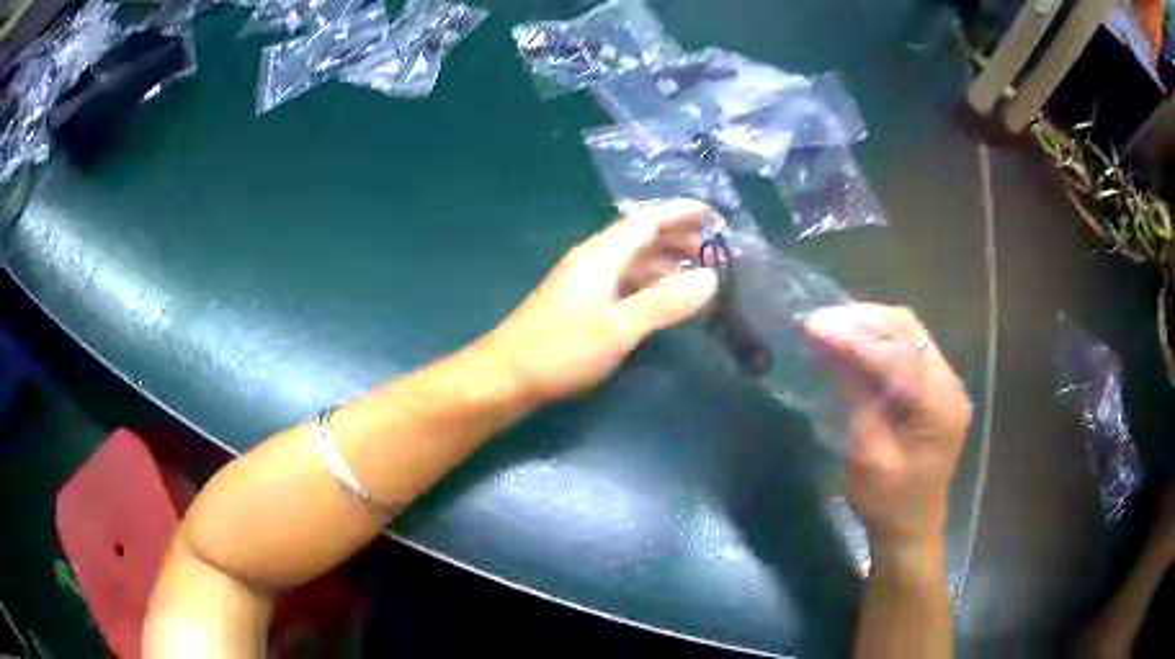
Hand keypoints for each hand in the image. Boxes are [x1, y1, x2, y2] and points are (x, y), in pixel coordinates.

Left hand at [480, 200, 718, 403]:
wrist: (503, 379)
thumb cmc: (558, 351)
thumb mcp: (616, 328)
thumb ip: (664, 302)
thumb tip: (710, 277)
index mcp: (599, 256)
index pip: (645, 221)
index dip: (679, 212)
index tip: (714, 214)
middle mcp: (592, 262)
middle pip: (639, 238)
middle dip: (676, 236)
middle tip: (714, 248)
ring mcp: (584, 285)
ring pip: (632, 262)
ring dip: (665, 261)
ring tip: (698, 271)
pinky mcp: (580, 307)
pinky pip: (623, 283)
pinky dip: (649, 284)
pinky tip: (662, 300)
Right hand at [804, 305, 972, 551]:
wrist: (911, 527)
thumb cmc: (888, 502)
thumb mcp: (868, 458)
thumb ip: (858, 402)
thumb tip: (836, 355)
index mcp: (939, 406)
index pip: (896, 356)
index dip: (853, 339)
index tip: (813, 329)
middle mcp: (949, 384)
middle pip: (907, 330)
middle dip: (861, 320)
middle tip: (818, 323)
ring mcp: (945, 381)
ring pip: (907, 332)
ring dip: (868, 325)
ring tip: (830, 327)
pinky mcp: (934, 386)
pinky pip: (907, 346)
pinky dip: (877, 339)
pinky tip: (852, 342)